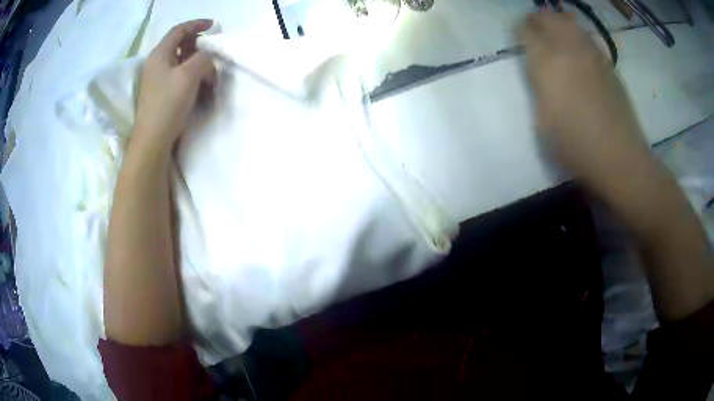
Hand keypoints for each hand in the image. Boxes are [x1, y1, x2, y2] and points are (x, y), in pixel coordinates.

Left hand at [133, 19, 216, 152]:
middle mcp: (156, 64)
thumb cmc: (168, 104)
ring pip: (180, 62)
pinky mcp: (160, 94)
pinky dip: (191, 76)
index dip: (197, 24)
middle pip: (179, 45)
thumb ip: (203, 58)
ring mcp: (157, 80)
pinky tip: (199, 87)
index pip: (179, 30)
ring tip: (209, 74)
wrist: (153, 140)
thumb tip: (208, 58)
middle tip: (212, 52)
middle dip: (198, 46)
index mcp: (160, 54)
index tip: (213, 26)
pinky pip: (178, 76)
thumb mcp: (189, 75)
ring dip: (196, 63)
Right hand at [519, 11, 652, 192]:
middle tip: (534, 26)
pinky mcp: (608, 64)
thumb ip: (539, 89)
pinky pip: (588, 38)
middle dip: (538, 19)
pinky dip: (578, 35)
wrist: (619, 157)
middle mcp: (568, 50)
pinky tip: (578, 47)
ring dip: (559, 22)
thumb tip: (541, 73)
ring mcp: (591, 55)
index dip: (521, 31)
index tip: (519, 36)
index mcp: (547, 64)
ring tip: (555, 30)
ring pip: (570, 23)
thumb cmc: (576, 147)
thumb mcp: (543, 121)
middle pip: (549, 18)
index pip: (527, 32)